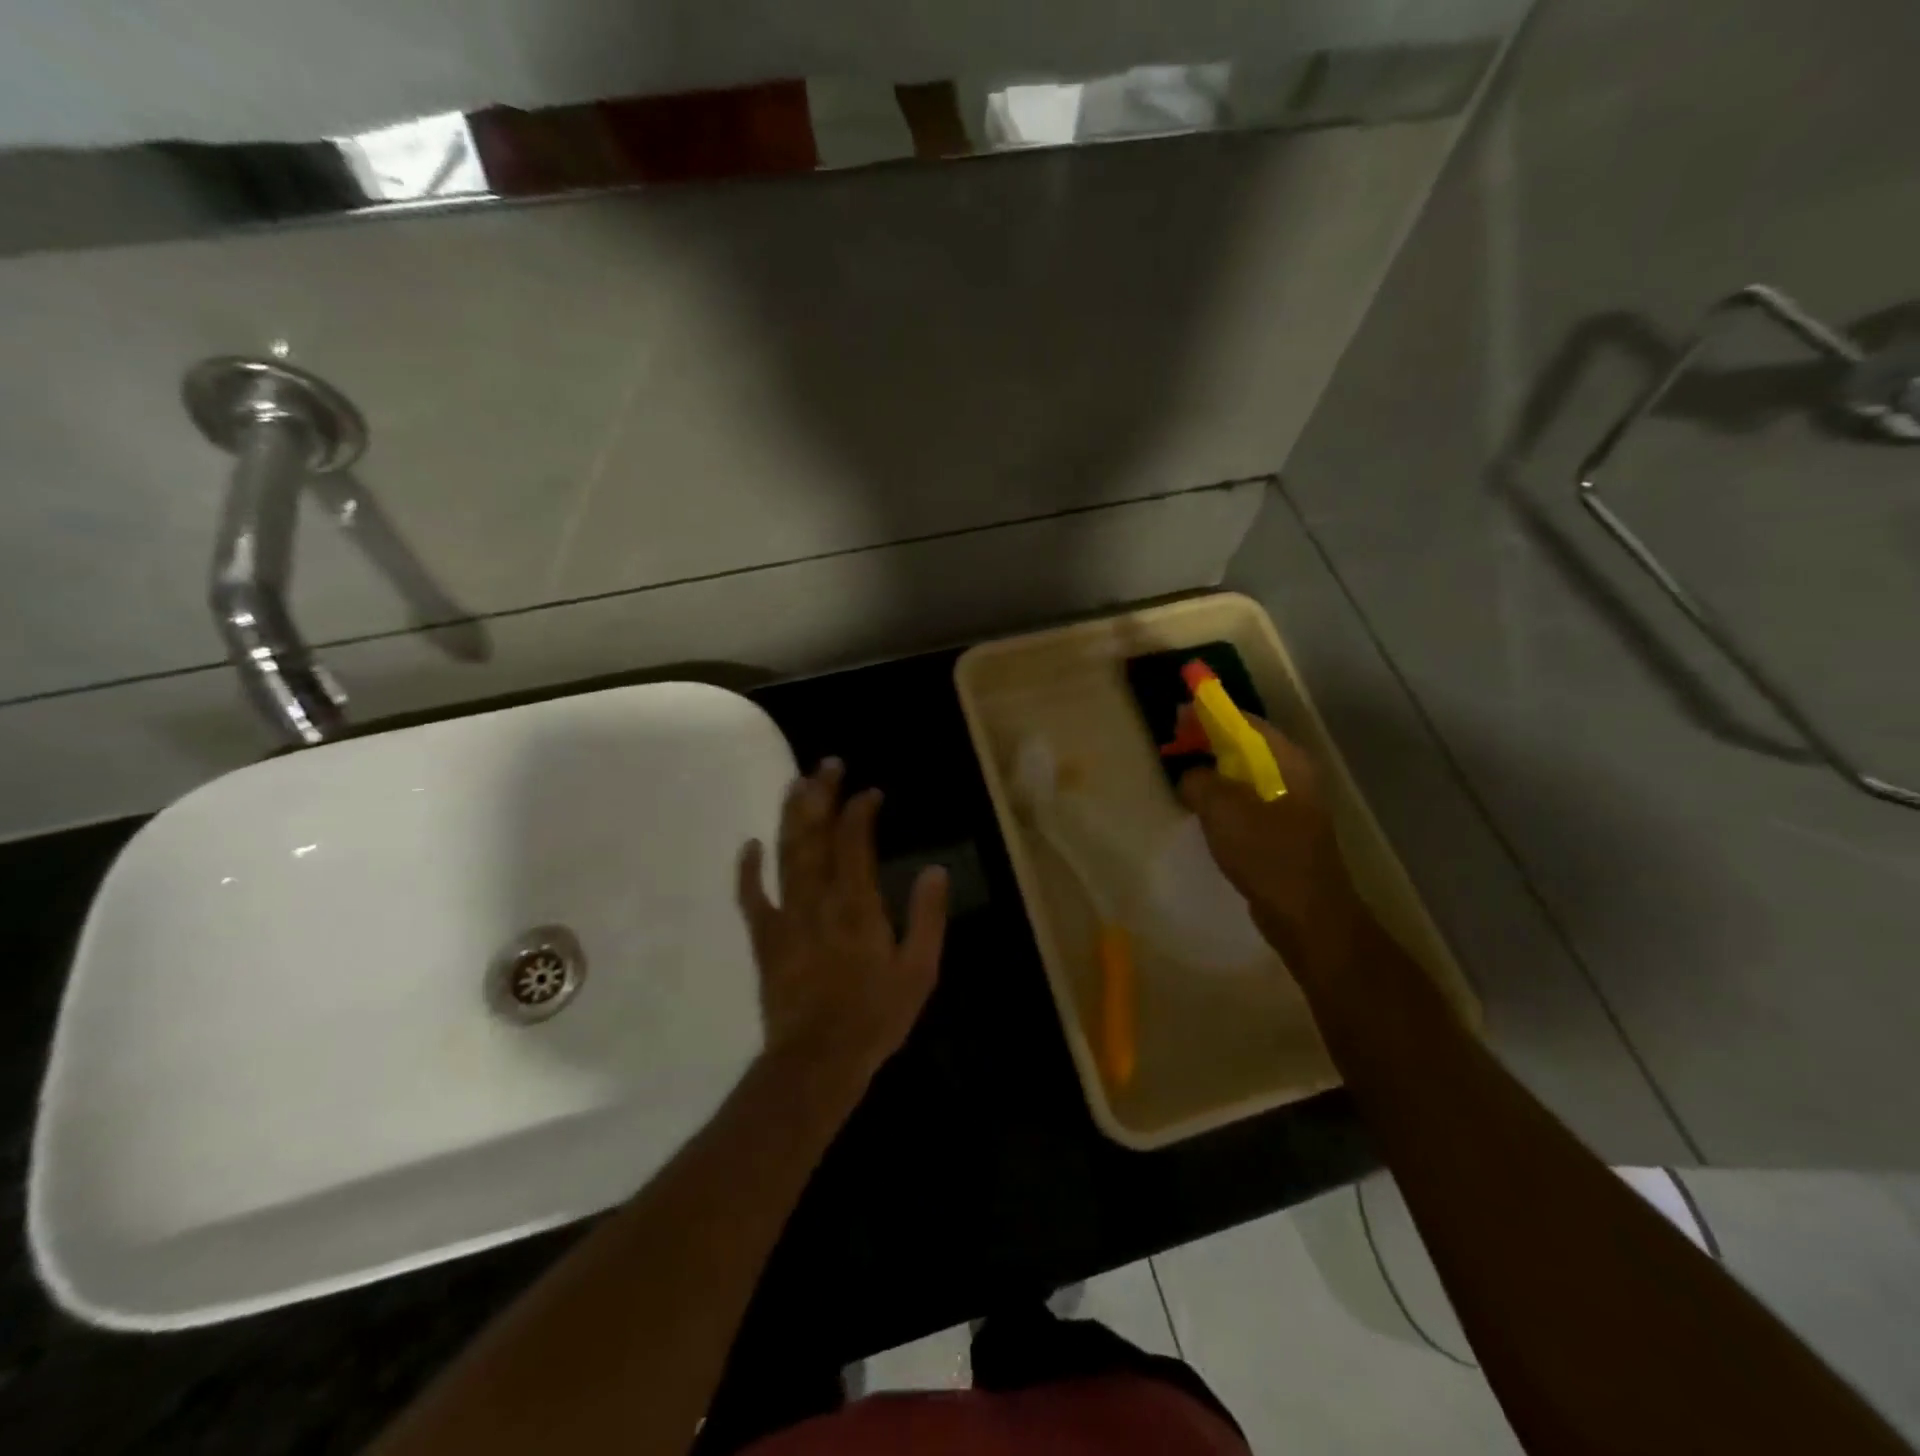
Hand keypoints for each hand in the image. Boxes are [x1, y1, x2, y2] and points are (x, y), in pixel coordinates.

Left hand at [737, 758, 949, 1083]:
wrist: (818, 1059)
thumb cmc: (875, 1015)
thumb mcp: (919, 970)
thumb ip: (928, 917)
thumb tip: (936, 870)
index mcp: (857, 903)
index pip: (855, 840)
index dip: (860, 810)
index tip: (870, 792)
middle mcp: (818, 898)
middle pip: (815, 835)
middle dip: (821, 795)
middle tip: (827, 764)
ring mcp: (786, 916)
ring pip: (785, 854)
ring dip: (790, 816)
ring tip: (796, 784)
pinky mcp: (766, 938)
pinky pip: (752, 897)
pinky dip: (748, 869)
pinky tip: (749, 845)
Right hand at [1176, 714, 1363, 969]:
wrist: (1306, 914)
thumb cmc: (1267, 853)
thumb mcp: (1223, 810)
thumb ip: (1199, 781)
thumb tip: (1190, 775)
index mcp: (1286, 761)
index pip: (1245, 721)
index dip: (1210, 713)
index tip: (1178, 712)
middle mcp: (1293, 775)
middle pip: (1246, 744)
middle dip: (1209, 739)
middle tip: (1174, 741)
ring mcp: (1290, 803)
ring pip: (1245, 773)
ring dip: (1214, 767)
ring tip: (1182, 770)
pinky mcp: (1281, 829)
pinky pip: (1246, 799)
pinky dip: (1223, 794)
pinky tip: (1202, 807)